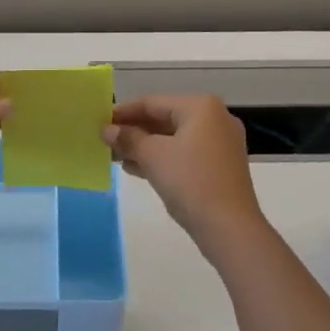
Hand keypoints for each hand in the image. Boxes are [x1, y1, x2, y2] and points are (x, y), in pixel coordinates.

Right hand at [103, 95, 266, 256]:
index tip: (100, 121)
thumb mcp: (152, 156)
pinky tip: (135, 168)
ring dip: (144, 146)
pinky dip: (162, 158)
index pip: (153, 102)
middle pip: (164, 118)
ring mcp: (220, 143)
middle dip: (134, 131)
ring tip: (115, 156)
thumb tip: (107, 129)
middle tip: (106, 140)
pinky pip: (184, 153)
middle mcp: (215, 118)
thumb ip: (128, 138)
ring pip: (174, 138)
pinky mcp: (220, 166)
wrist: (230, 228)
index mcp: (201, 107)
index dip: (123, 112)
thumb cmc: (190, 181)